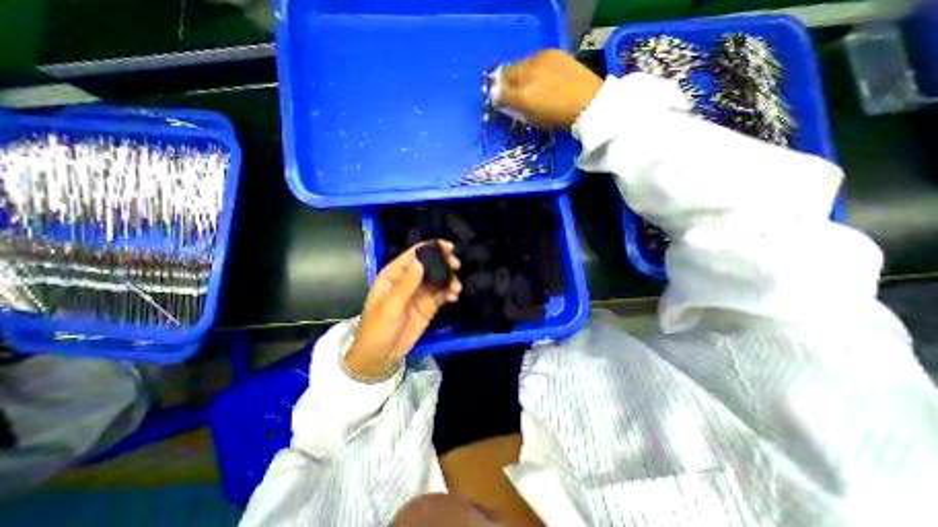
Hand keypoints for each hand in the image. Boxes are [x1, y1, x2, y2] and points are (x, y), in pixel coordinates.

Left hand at [344, 240, 461, 380]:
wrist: (381, 356)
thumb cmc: (378, 328)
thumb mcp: (390, 306)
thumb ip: (406, 284)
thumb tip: (420, 261)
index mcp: (394, 274)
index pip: (414, 255)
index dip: (431, 248)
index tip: (449, 247)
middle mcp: (409, 280)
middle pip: (430, 264)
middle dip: (444, 263)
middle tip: (456, 266)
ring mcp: (420, 292)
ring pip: (439, 278)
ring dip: (449, 279)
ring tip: (456, 288)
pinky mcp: (429, 305)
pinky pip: (442, 294)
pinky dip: (450, 292)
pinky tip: (454, 296)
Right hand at [495, 47, 604, 128]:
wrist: (588, 102)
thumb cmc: (558, 118)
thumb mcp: (533, 120)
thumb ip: (517, 110)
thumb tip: (506, 103)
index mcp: (522, 96)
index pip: (500, 93)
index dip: (498, 98)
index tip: (500, 102)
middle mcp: (527, 74)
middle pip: (507, 75)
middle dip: (505, 83)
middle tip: (510, 91)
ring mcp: (539, 61)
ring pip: (520, 65)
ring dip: (518, 74)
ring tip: (526, 83)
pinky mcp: (552, 53)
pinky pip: (534, 59)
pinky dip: (532, 67)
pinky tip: (540, 75)